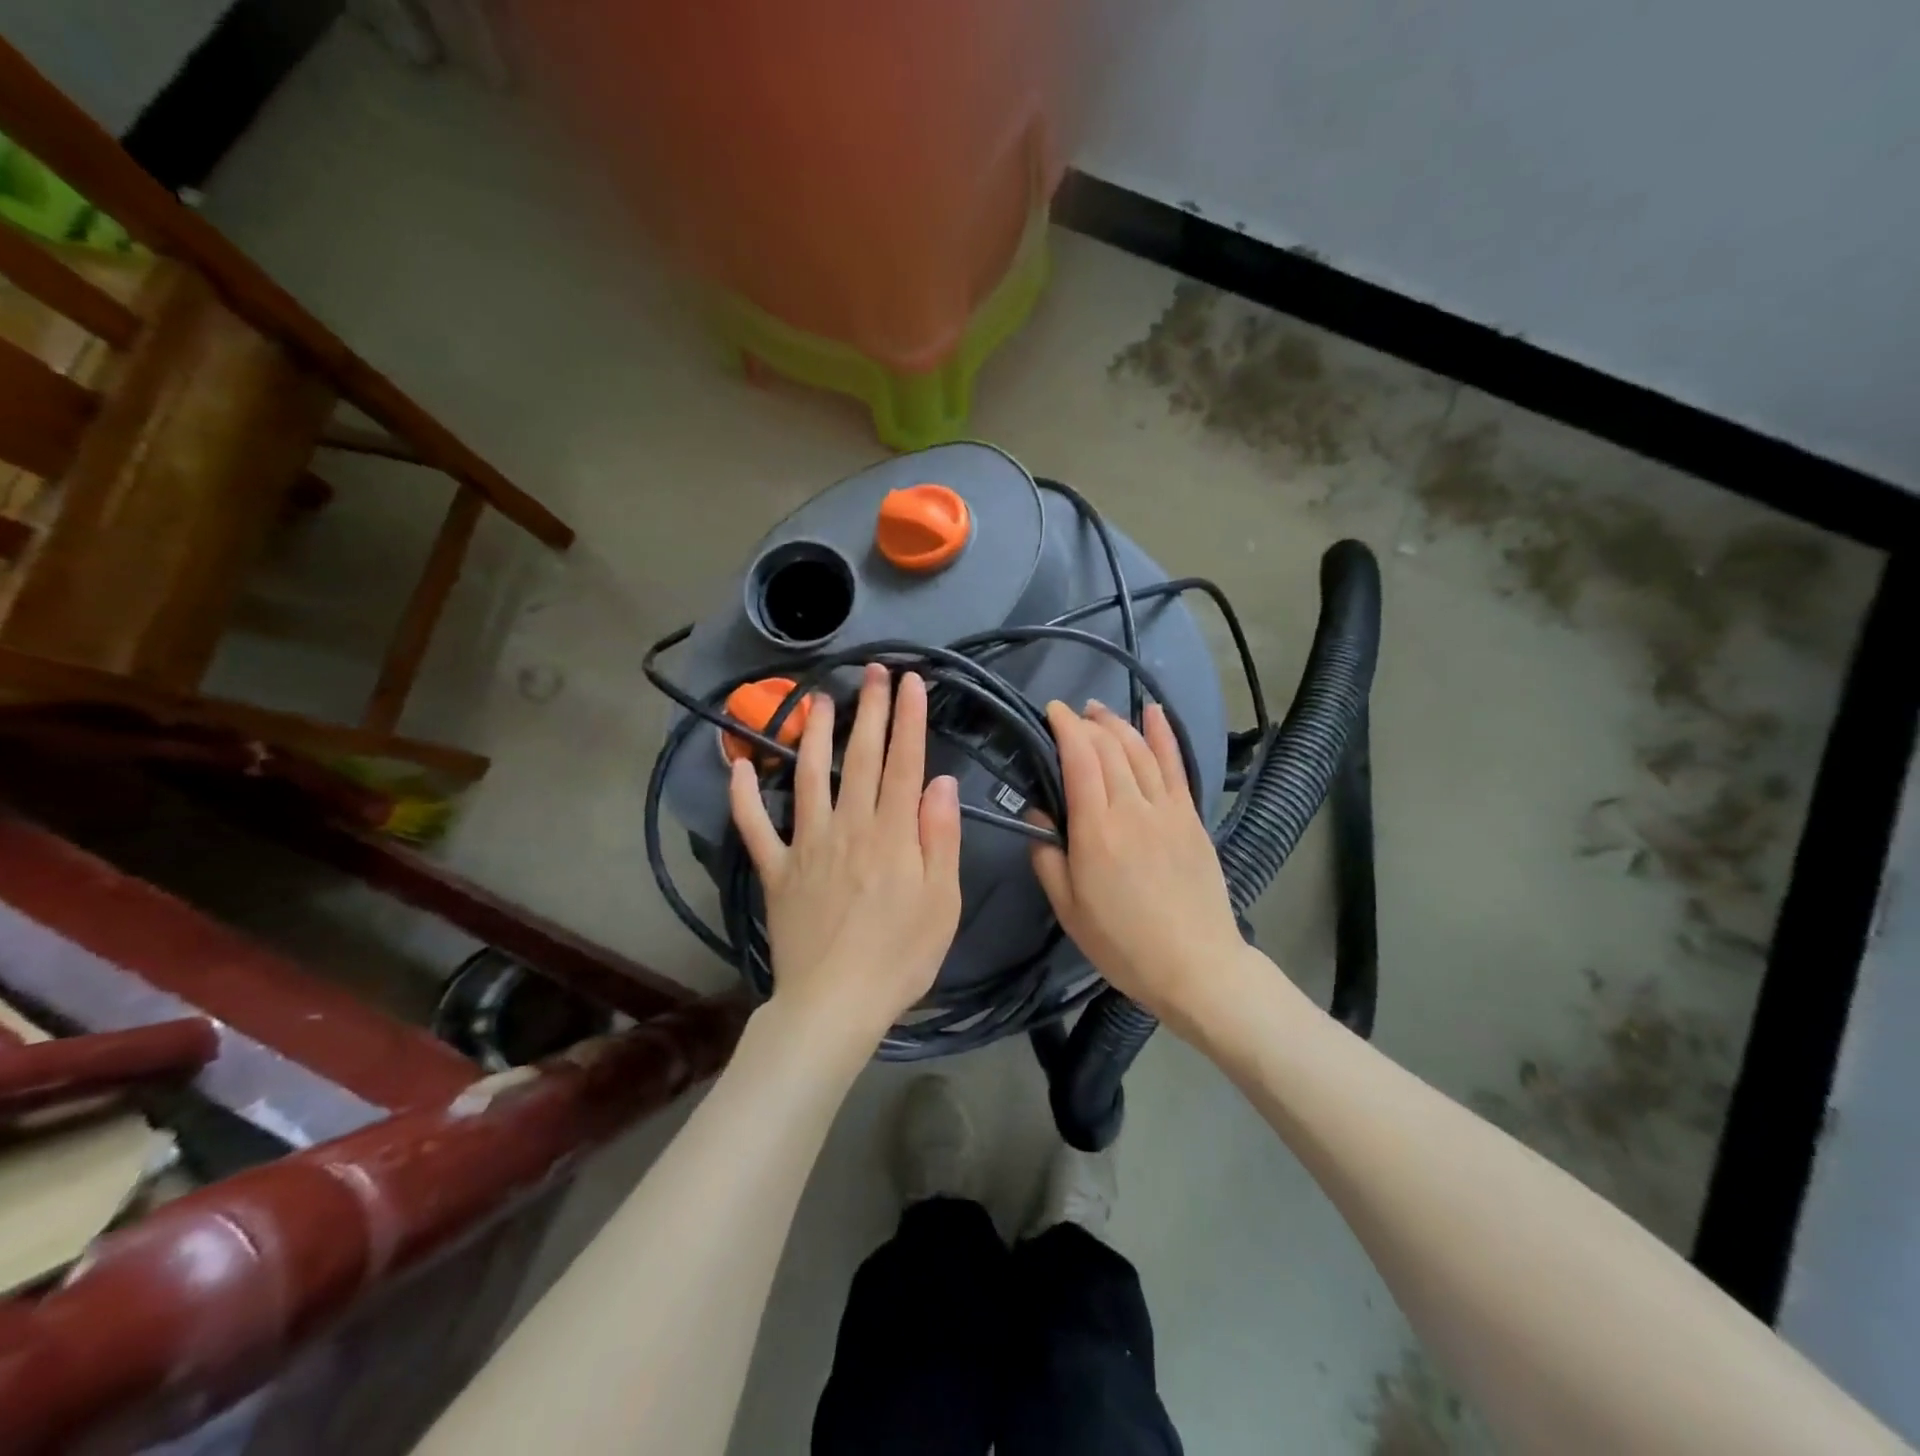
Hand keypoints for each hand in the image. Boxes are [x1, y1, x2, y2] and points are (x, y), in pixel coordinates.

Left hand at [730, 664, 962, 1051]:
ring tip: (819, 699)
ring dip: (815, 735)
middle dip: (870, 710)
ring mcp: (806, 846)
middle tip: (873, 671)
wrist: (835, 1004)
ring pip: (808, 778)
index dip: (909, 719)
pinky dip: (743, 797)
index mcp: (892, 834)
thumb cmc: (900, 956)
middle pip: (859, 758)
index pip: (903, 763)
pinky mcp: (776, 871)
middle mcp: (847, 827)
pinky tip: (738, 766)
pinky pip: (755, 829)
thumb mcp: (941, 902)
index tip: (912, 681)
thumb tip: (940, 782)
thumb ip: (940, 838)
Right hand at [1031, 700, 1248, 1023]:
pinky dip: (1164, 735)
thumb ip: (1047, 857)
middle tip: (1069, 715)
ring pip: (1140, 750)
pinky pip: (1177, 766)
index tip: (1050, 711)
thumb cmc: (1122, 943)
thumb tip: (1038, 815)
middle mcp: (1132, 808)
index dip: (1064, 728)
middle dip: (1086, 723)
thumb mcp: (1068, 909)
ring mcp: (1168, 810)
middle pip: (1109, 748)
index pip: (1079, 759)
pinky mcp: (1191, 818)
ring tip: (1098, 711)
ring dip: (1117, 724)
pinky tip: (1153, 712)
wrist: (1196, 966)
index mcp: (1096, 830)